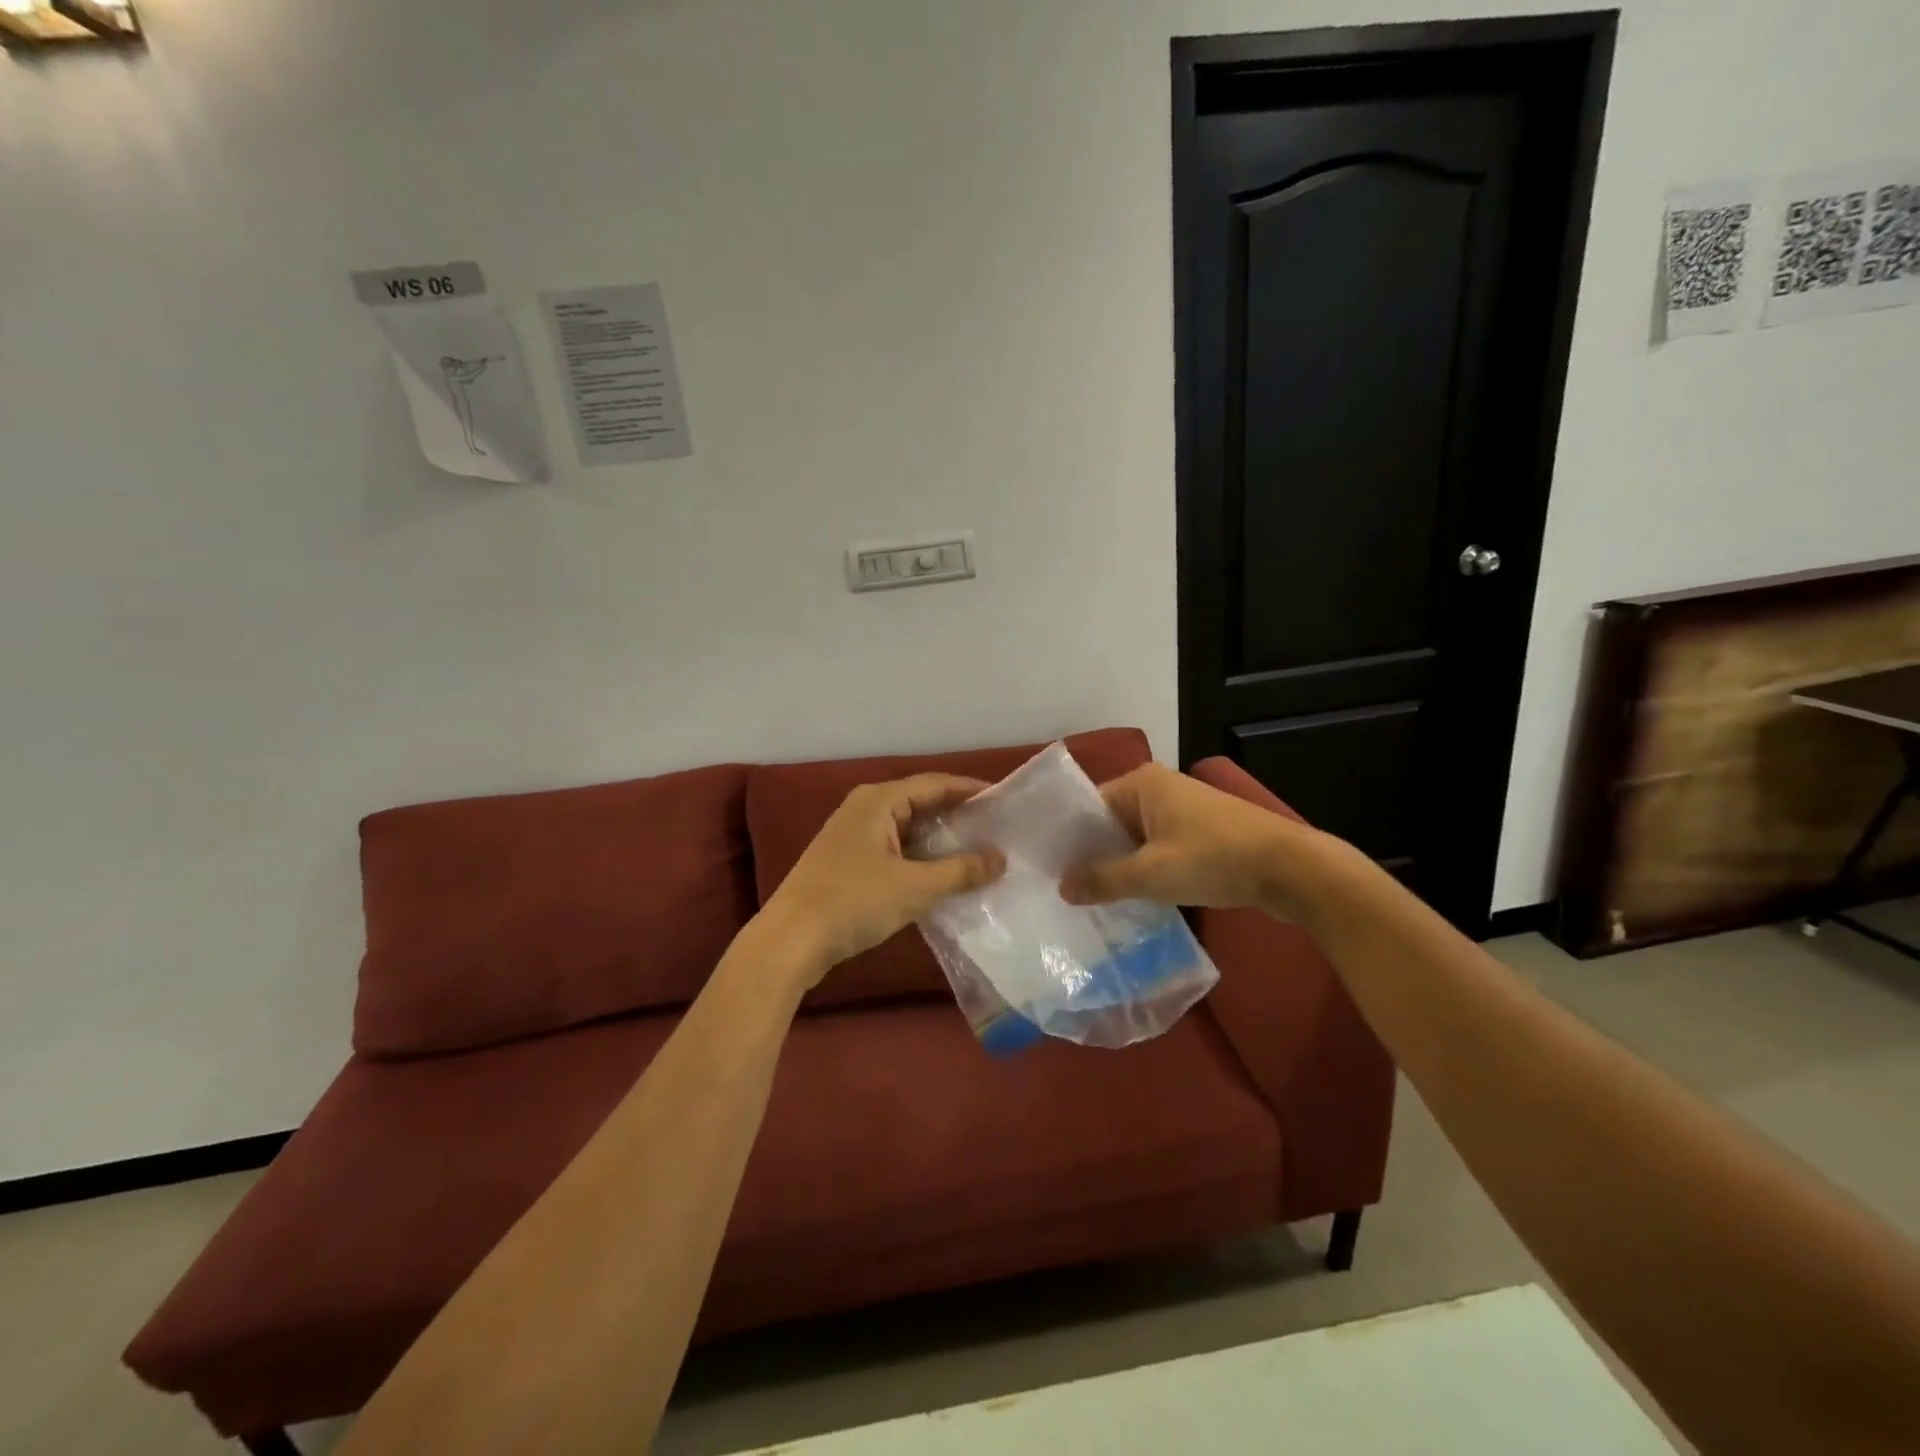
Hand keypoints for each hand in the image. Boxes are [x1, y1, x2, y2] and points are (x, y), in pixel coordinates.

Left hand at [758, 775, 1004, 985]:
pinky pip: (894, 849)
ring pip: (907, 829)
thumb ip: (960, 871)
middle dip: (957, 815)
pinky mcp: (847, 862)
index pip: (934, 784)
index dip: (969, 790)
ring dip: (939, 840)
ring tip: (977, 851)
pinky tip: (942, 876)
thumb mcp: (914, 888)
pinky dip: (919, 858)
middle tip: (995, 827)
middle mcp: (864, 809)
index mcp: (878, 801)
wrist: (790, 941)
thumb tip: (1000, 858)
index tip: (1003, 799)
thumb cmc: (853, 902)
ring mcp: (852, 836)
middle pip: (920, 803)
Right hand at [1058, 763, 1341, 919]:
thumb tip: (1063, 887)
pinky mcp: (1201, 832)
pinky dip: (1145, 869)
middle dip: (1093, 856)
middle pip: (1110, 823)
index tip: (1046, 872)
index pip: (1089, 807)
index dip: (1068, 840)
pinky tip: (1133, 898)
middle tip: (1065, 892)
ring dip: (1120, 866)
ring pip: (1135, 839)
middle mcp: (1159, 788)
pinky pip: (1158, 847)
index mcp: (1141, 784)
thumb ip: (1103, 879)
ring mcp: (1183, 809)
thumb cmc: (1214, 860)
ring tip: (1092, 900)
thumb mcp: (1151, 874)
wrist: (1292, 869)